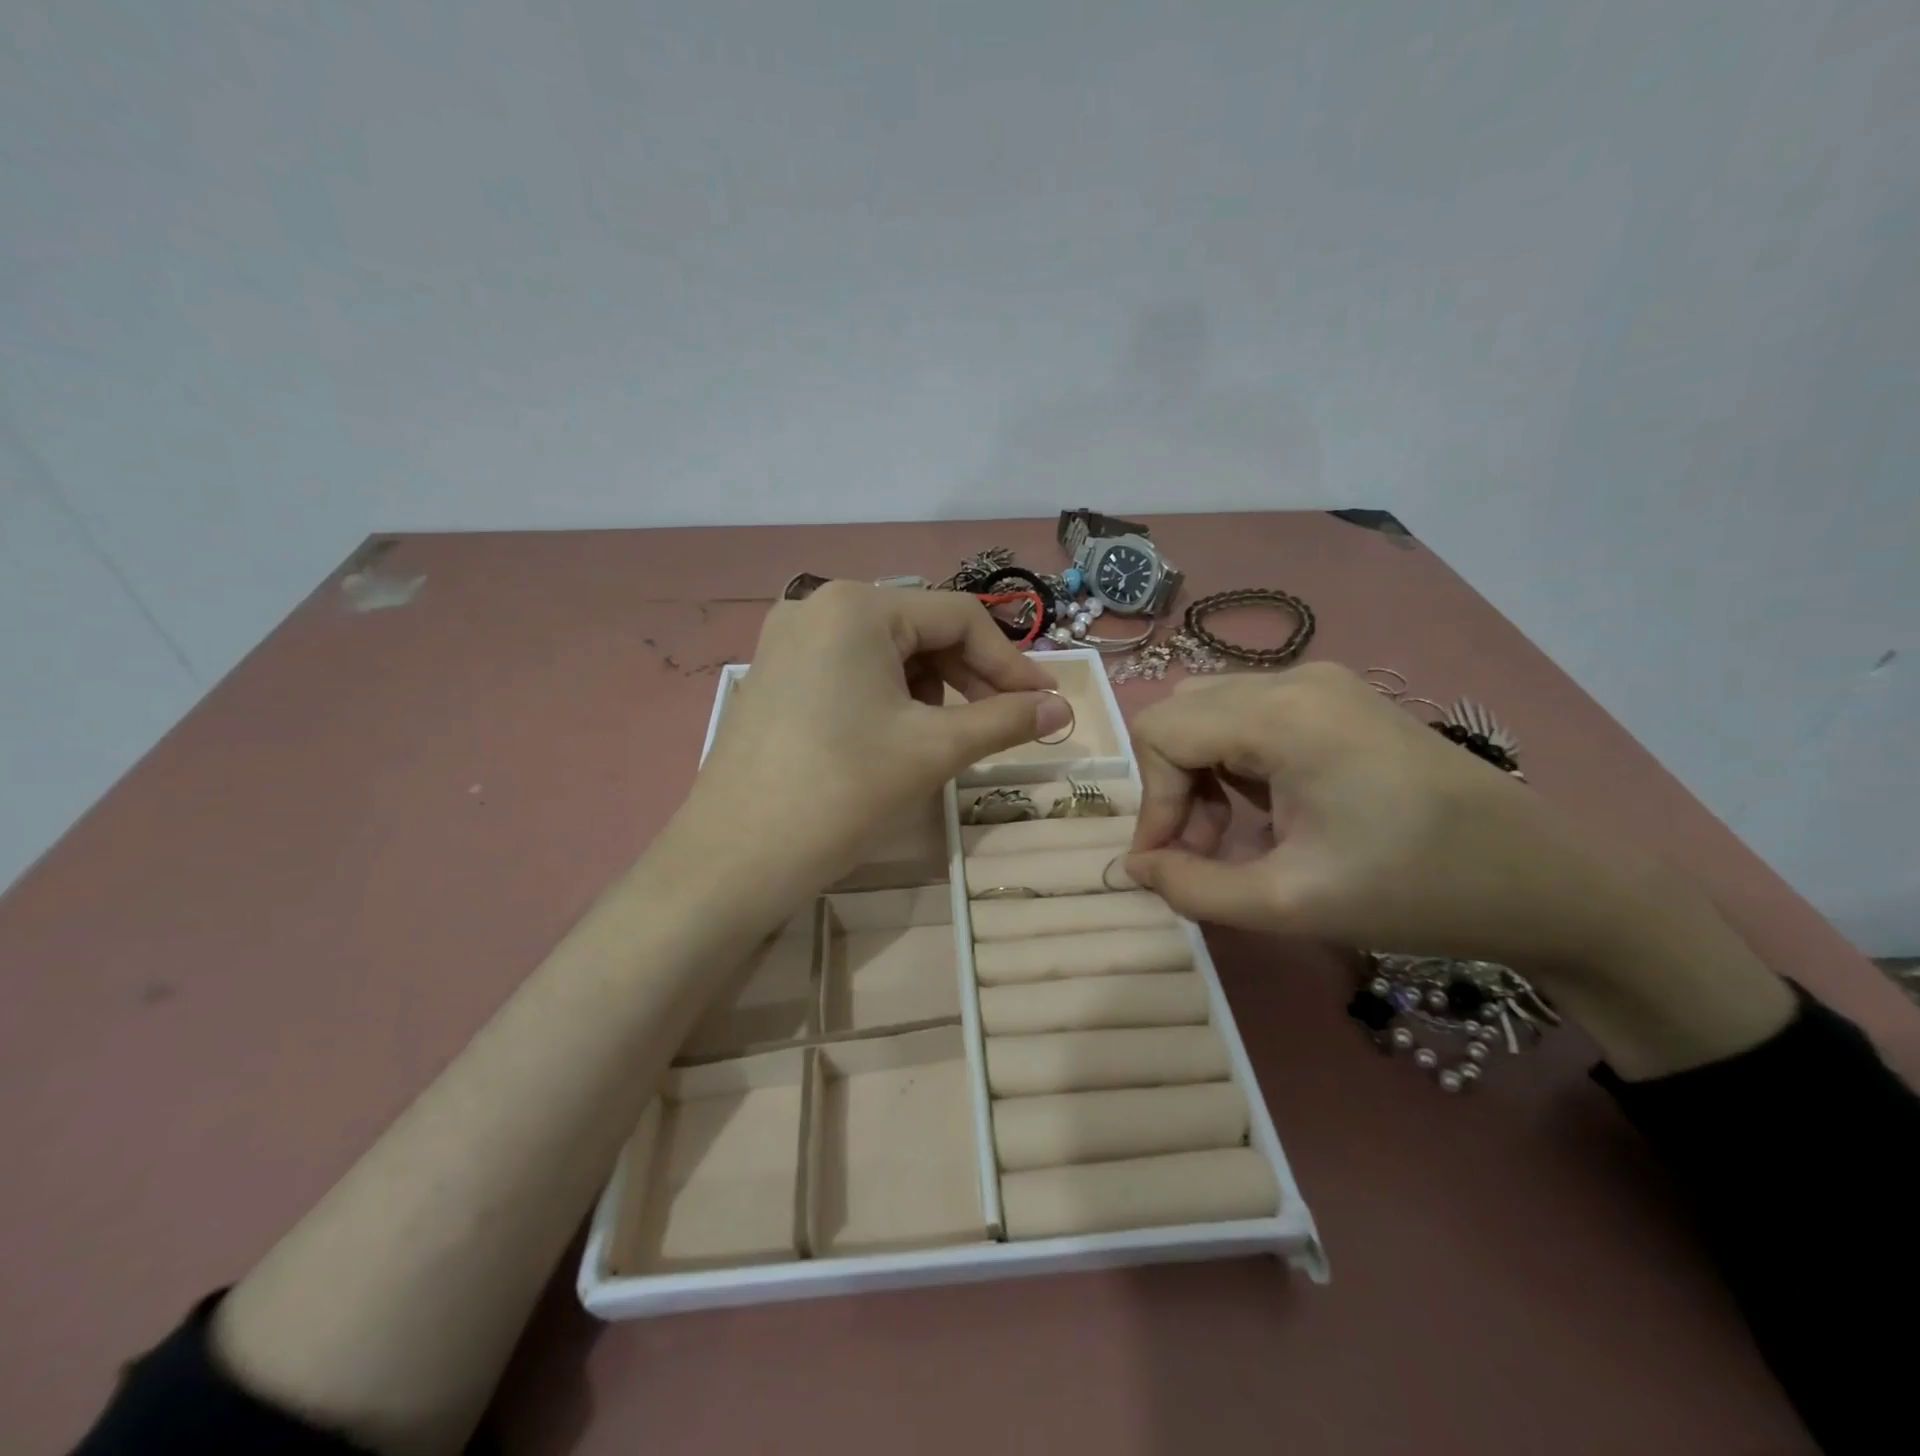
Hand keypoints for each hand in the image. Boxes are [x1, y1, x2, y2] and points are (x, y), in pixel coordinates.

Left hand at [672, 582, 1067, 905]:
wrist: (734, 860)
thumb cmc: (841, 792)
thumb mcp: (932, 749)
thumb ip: (1005, 720)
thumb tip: (1063, 710)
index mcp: (857, 606)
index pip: (960, 616)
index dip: (1010, 662)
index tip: (1044, 705)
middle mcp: (818, 605)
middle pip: (921, 629)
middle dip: (971, 676)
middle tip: (1005, 723)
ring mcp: (789, 640)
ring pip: (887, 651)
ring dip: (933, 688)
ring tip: (947, 737)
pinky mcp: (775, 675)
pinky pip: (851, 670)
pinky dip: (890, 696)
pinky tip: (898, 736)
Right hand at [1123, 664, 1792, 1076]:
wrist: (1546, 881)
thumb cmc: (1415, 890)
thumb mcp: (1288, 903)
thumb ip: (1193, 887)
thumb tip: (1136, 868)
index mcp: (1282, 714)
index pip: (1163, 732)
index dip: (1151, 801)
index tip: (1166, 864)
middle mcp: (1295, 680)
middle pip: (1183, 713)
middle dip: (1173, 787)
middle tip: (1200, 851)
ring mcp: (1323, 684)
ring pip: (1213, 712)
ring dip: (1201, 774)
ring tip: (1230, 839)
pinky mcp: (1341, 701)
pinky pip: (1253, 716)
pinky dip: (1235, 763)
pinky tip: (1267, 813)